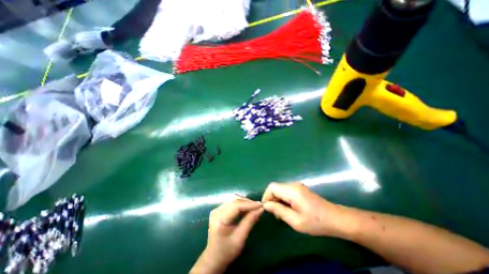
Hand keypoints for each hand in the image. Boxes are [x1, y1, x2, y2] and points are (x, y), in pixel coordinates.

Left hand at [193, 197, 265, 273]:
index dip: (249, 204)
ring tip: (254, 208)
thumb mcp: (240, 238)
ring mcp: (217, 209)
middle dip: (248, 202)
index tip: (261, 205)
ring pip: (234, 200)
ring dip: (245, 202)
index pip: (236, 206)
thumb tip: (260, 209)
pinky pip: (232, 203)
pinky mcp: (219, 209)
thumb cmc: (227, 251)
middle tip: (258, 207)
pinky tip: (247, 209)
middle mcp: (217, 211)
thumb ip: (249, 222)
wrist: (213, 258)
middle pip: (235, 200)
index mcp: (219, 219)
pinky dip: (241, 204)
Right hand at [261, 182, 349, 236]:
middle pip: (275, 187)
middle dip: (272, 199)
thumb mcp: (295, 220)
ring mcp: (297, 186)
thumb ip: (278, 211)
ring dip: (278, 200)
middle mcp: (293, 185)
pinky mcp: (300, 189)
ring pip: (280, 189)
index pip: (272, 187)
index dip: (267, 196)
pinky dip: (283, 199)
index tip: (268, 209)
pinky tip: (288, 209)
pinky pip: (286, 191)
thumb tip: (266, 205)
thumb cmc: (316, 222)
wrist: (335, 219)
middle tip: (275, 214)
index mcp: (292, 191)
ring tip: (282, 213)